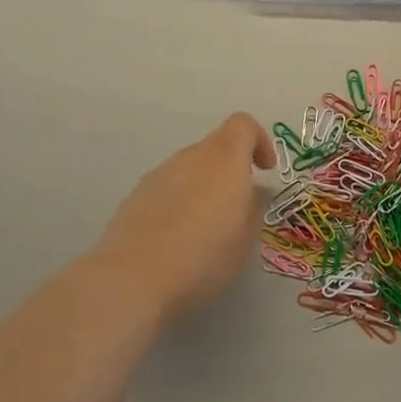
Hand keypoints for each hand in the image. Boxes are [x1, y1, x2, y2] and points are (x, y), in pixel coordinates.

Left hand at [91, 113, 275, 323]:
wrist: (134, 277)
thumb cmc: (205, 255)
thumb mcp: (246, 238)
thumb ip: (252, 207)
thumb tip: (249, 194)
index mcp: (224, 159)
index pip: (243, 125)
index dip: (259, 141)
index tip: (266, 171)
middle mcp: (190, 157)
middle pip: (215, 147)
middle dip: (231, 170)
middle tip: (238, 208)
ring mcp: (158, 175)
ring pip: (189, 169)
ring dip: (203, 187)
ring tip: (205, 230)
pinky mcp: (135, 196)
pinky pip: (167, 189)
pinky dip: (178, 203)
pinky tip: (176, 239)